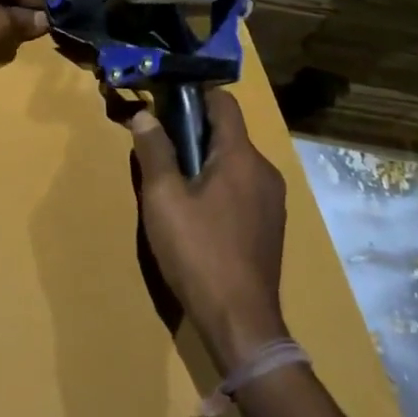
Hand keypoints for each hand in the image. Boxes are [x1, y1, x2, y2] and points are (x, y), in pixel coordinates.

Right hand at [129, 89, 287, 373]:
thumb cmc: (197, 253)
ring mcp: (272, 199)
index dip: (194, 95)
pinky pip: (243, 187)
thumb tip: (145, 115)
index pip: (224, 102)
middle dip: (194, 132)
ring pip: (235, 162)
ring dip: (206, 161)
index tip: (164, 103)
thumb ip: (154, 152)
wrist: (241, 322)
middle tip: (160, 148)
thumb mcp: (163, 199)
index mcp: (241, 156)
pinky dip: (221, 185)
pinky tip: (199, 214)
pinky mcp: (271, 224)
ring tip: (175, 185)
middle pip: (229, 133)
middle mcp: (264, 170)